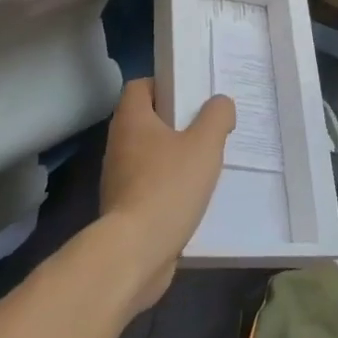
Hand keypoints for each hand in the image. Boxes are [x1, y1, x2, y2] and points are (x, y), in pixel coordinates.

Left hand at [98, 80, 235, 313]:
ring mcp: (118, 179)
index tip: (191, 94)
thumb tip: (220, 104)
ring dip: (173, 156)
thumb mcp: (205, 144)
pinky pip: (149, 185)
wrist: (135, 253)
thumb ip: (217, 116)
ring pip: (149, 154)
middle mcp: (118, 144)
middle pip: (147, 120)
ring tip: (205, 162)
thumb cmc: (168, 187)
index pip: (140, 86)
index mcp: (131, 120)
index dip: (165, 84)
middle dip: (176, 122)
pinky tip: (193, 196)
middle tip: (207, 127)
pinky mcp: (123, 209)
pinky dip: (168, 186)